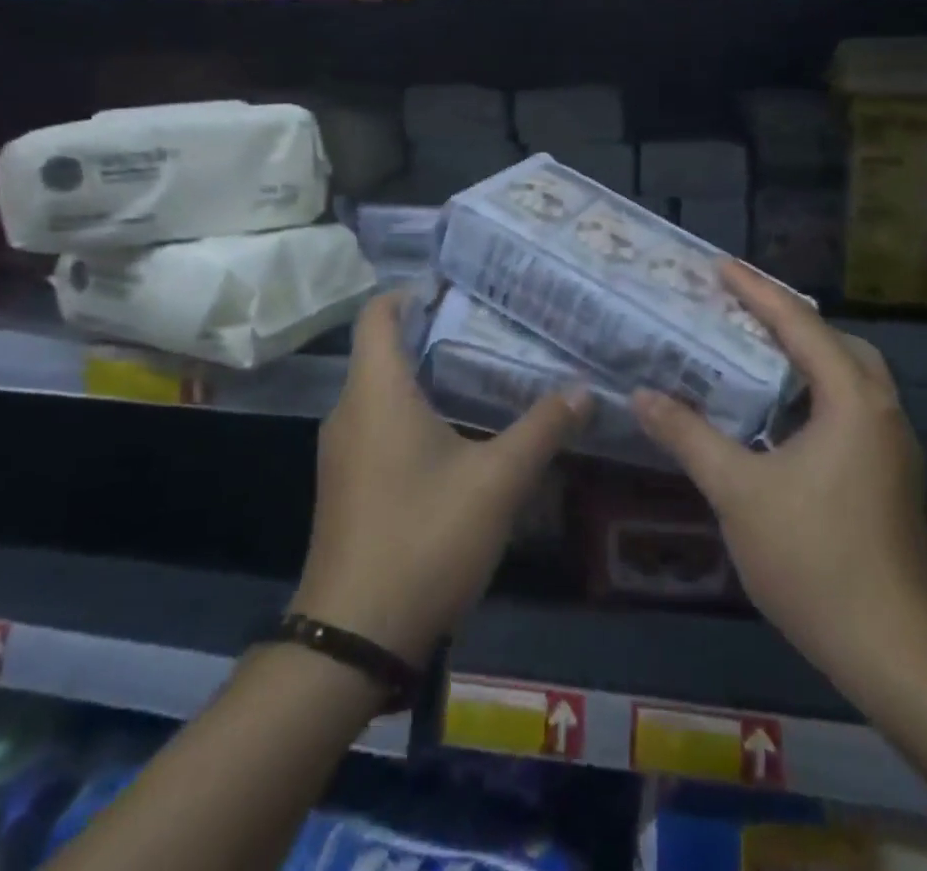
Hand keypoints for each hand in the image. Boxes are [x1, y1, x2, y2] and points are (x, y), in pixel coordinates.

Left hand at [290, 291, 592, 664]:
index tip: (460, 287)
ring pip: (384, 391)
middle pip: (386, 349)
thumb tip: (583, 390)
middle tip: (493, 326)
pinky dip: (416, 413)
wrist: (352, 640)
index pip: (379, 314)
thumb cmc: (423, 539)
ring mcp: (343, 452)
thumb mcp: (497, 482)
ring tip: (486, 372)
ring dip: (428, 376)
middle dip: (435, 332)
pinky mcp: (348, 485)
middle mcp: (350, 411)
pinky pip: (380, 425)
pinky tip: (460, 434)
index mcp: (376, 392)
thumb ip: (542, 429)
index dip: (413, 291)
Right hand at [631, 264, 926, 696]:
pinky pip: (847, 406)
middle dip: (784, 318)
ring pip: (845, 375)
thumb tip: (643, 396)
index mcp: (851, 398)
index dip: (755, 290)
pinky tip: (774, 416)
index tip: (719, 265)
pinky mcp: (888, 473)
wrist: (895, 651)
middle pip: (832, 340)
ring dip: (801, 356)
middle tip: (735, 310)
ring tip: (750, 352)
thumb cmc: (815, 559)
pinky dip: (811, 392)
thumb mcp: (738, 492)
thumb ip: (689, 437)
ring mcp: (891, 443)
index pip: (799, 323)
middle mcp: (880, 408)